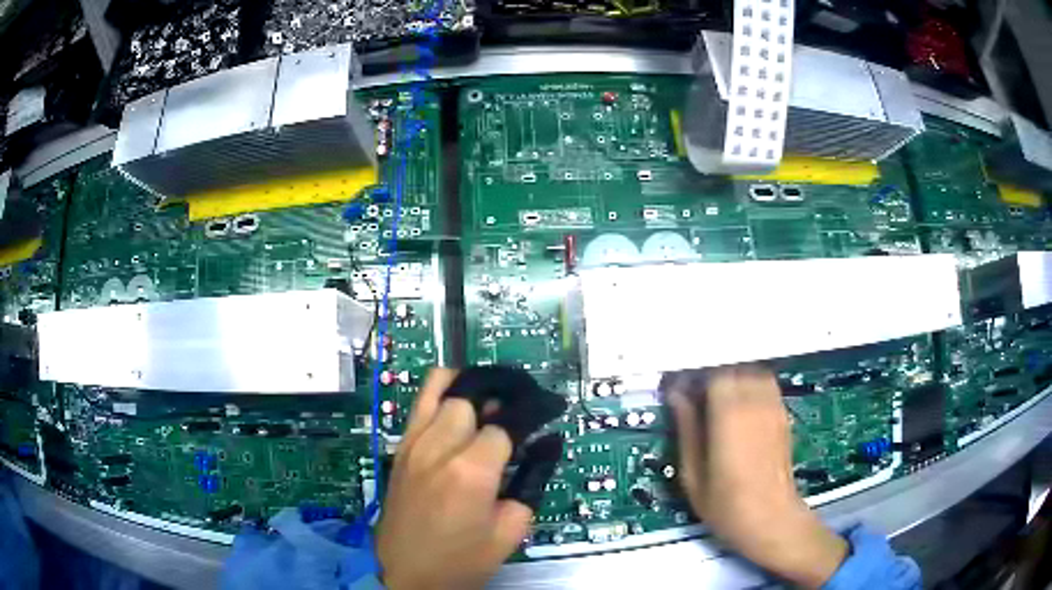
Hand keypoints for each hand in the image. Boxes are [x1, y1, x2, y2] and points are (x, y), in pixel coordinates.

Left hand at [376, 369, 531, 589]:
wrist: (405, 573)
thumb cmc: (461, 560)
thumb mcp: (510, 531)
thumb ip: (532, 482)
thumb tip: (546, 445)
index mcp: (470, 471)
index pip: (506, 424)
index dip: (530, 419)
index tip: (546, 418)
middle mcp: (438, 447)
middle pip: (473, 399)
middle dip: (499, 406)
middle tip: (514, 422)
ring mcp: (413, 443)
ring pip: (442, 389)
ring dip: (471, 393)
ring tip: (488, 407)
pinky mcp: (400, 448)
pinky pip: (419, 403)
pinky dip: (441, 392)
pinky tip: (457, 404)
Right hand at [667, 365, 847, 588]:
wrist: (771, 519)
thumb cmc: (727, 505)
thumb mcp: (693, 474)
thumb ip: (686, 429)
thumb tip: (677, 397)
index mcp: (730, 414)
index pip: (713, 370)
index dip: (693, 371)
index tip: (677, 384)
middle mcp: (755, 402)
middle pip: (734, 364)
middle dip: (711, 371)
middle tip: (694, 391)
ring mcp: (773, 406)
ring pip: (752, 369)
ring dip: (733, 375)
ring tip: (716, 396)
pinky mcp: (783, 414)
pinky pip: (766, 383)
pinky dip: (750, 384)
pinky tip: (739, 405)